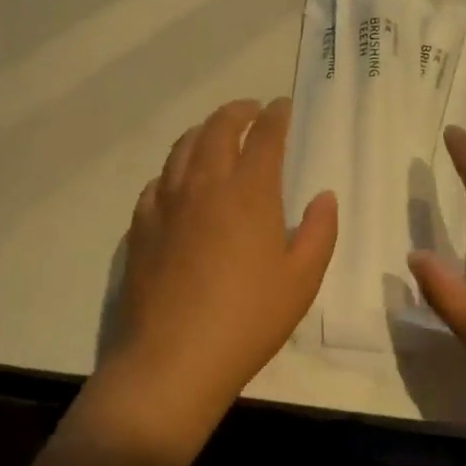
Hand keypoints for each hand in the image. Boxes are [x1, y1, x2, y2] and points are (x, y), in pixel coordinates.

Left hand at [94, 98, 337, 449]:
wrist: (173, 358)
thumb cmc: (248, 319)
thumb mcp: (302, 280)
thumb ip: (320, 231)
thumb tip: (323, 196)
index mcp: (249, 193)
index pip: (264, 136)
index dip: (276, 116)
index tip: (282, 107)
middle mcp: (205, 185)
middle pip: (217, 129)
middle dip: (237, 112)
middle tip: (250, 110)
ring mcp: (167, 203)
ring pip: (182, 148)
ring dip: (202, 131)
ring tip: (214, 133)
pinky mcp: (141, 227)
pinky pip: (157, 182)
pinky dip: (173, 169)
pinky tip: (177, 180)